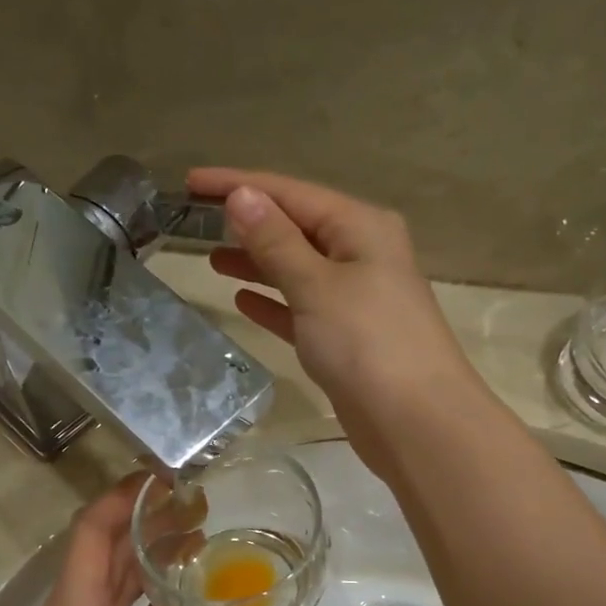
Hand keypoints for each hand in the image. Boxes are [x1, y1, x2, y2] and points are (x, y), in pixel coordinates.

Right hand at [190, 168, 487, 476]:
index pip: (290, 193)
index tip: (190, 183)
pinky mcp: (347, 338)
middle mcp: (361, 254)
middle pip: (295, 227)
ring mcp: (356, 298)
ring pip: (297, 269)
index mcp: (360, 227)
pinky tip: (242, 301)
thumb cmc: (367, 343)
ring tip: (211, 258)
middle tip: (193, 223)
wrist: (415, 422)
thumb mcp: (317, 285)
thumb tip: (242, 196)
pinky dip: (274, 302)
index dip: (239, 185)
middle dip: (247, 223)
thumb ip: (276, 242)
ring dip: (257, 262)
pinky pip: (302, 308)